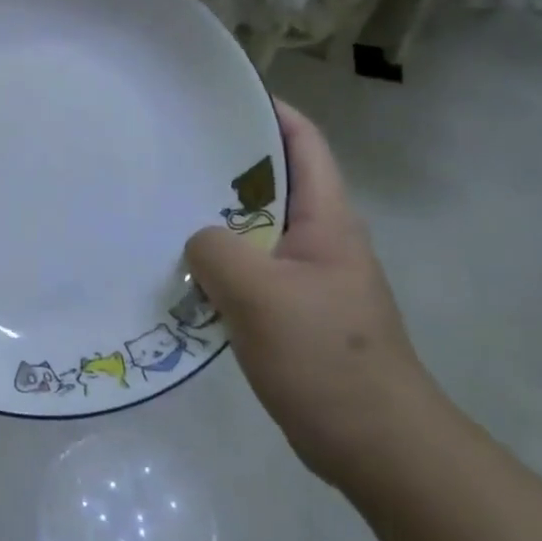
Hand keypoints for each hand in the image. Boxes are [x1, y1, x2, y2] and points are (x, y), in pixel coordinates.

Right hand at [186, 101, 429, 486]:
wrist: (377, 445)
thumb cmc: (326, 359)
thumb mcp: (260, 296)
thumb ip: (216, 250)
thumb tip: (197, 240)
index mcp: (327, 220)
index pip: (303, 142)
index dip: (268, 109)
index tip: (217, 95)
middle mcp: (320, 238)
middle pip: (273, 180)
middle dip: (226, 161)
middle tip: (170, 149)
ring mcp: (308, 276)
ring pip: (255, 227)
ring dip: (217, 216)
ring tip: (164, 202)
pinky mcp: (293, 311)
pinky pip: (249, 268)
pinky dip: (218, 260)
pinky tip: (180, 267)